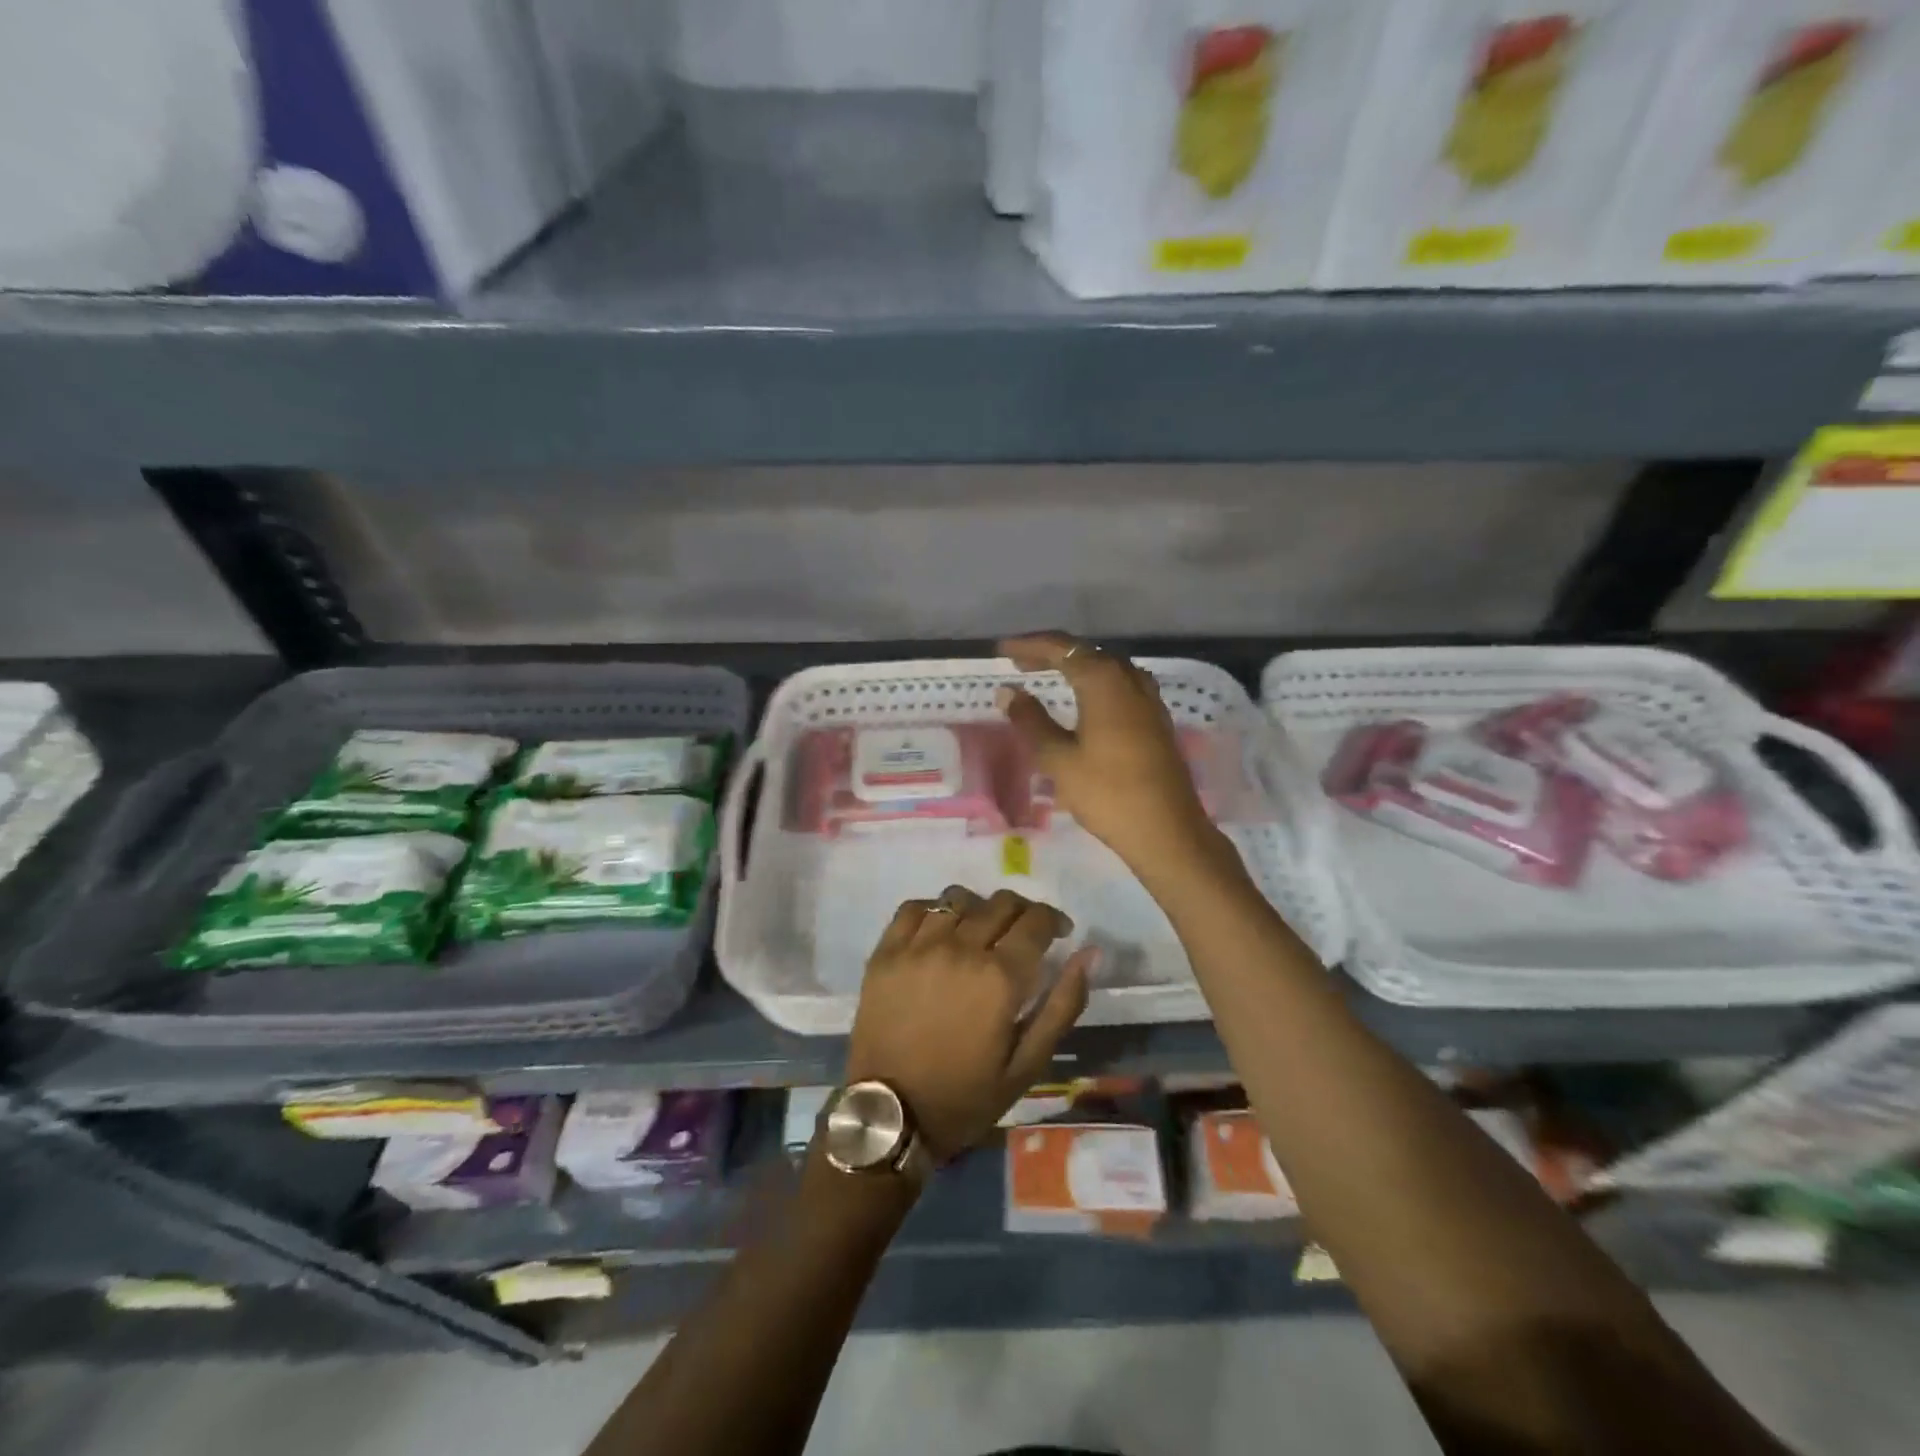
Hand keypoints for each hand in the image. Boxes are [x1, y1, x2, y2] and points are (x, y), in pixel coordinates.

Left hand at [846, 886, 1094, 1161]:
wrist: (890, 1115)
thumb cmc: (965, 1096)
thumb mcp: (1027, 1065)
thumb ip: (1062, 1005)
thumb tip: (1089, 954)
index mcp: (1000, 977)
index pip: (1036, 921)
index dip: (1054, 920)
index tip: (1059, 933)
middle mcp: (960, 949)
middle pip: (1001, 903)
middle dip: (1022, 912)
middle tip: (1023, 934)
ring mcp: (919, 946)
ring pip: (958, 899)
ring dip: (979, 908)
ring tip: (981, 930)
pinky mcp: (886, 952)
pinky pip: (914, 908)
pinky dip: (934, 910)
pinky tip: (940, 930)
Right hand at [997, 631, 1217, 875]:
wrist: (1166, 830)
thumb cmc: (1107, 793)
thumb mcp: (1059, 758)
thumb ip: (1031, 721)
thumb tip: (1008, 692)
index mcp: (1103, 681)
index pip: (1061, 648)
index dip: (1029, 645)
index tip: (1002, 649)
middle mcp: (1129, 679)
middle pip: (1086, 651)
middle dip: (1051, 653)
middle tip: (1020, 663)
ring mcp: (1148, 699)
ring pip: (1107, 667)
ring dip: (1076, 666)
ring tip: (1049, 676)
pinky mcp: (1156, 719)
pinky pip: (1120, 685)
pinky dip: (1095, 682)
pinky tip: (1085, 700)